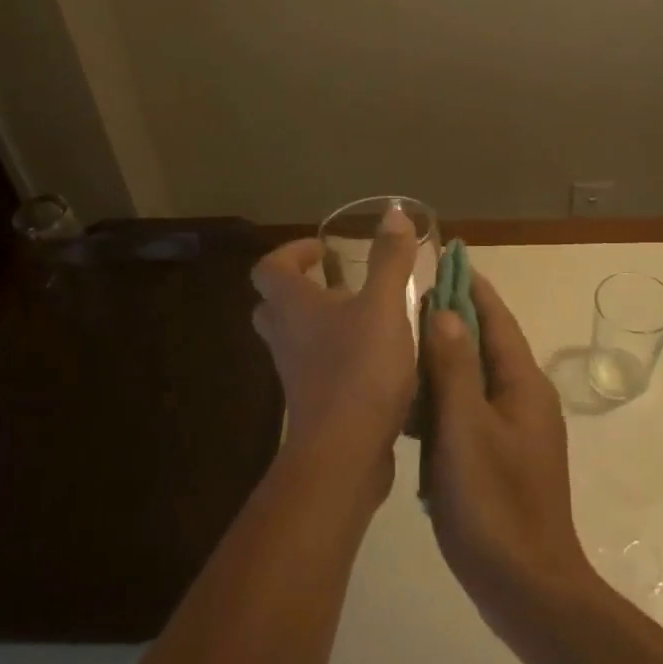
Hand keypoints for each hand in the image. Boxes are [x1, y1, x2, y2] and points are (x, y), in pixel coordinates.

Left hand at [250, 207, 420, 498]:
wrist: (344, 452)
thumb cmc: (359, 369)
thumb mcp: (384, 306)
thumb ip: (389, 259)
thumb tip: (393, 212)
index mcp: (293, 306)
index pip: (269, 268)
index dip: (291, 253)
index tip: (323, 251)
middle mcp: (285, 337)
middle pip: (276, 304)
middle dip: (303, 288)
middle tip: (339, 283)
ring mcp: (296, 373)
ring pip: (296, 338)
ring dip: (322, 323)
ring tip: (365, 317)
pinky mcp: (314, 402)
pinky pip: (317, 367)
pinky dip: (337, 355)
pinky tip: (377, 358)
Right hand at [421, 272, 594, 632]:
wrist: (525, 584)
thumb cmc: (494, 502)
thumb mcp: (466, 428)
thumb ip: (454, 368)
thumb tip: (444, 312)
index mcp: (523, 384)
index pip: (496, 319)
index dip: (472, 286)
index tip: (446, 258)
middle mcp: (523, 399)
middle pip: (486, 344)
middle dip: (453, 318)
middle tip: (409, 299)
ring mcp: (513, 431)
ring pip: (474, 379)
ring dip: (444, 359)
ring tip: (401, 344)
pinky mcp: (499, 457)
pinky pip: (468, 411)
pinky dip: (442, 398)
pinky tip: (409, 405)